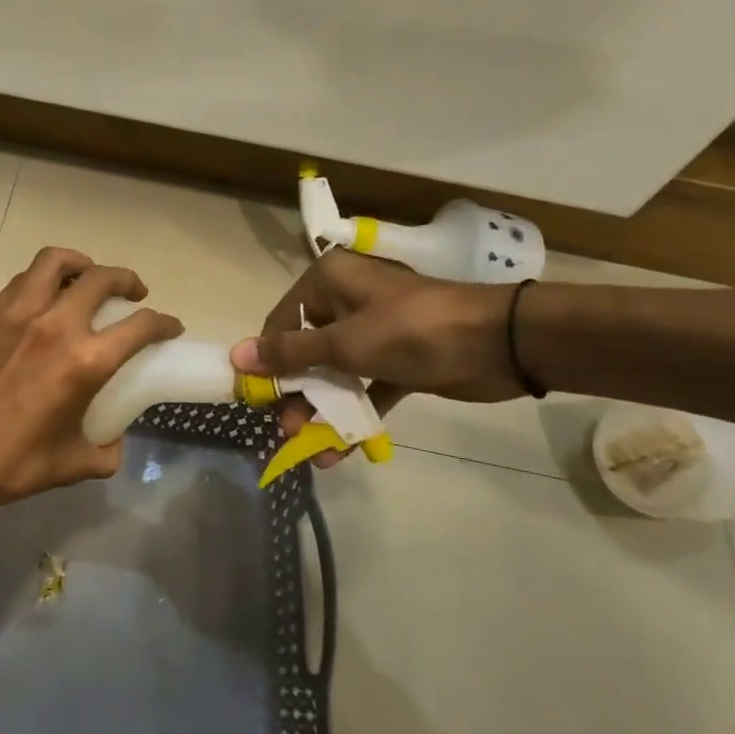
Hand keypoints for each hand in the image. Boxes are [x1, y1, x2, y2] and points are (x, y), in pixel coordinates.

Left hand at [0, 247, 182, 529]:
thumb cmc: (12, 465)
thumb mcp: (74, 464)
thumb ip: (106, 449)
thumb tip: (114, 438)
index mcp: (84, 362)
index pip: (140, 325)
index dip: (164, 322)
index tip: (170, 326)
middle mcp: (55, 326)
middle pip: (102, 278)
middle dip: (127, 279)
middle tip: (134, 293)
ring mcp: (17, 314)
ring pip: (56, 262)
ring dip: (82, 264)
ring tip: (87, 279)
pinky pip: (24, 281)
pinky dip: (44, 281)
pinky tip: (45, 302)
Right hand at [230, 250, 518, 462]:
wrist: (499, 345)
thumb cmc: (412, 332)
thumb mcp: (344, 343)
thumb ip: (290, 354)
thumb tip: (236, 355)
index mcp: (329, 282)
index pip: (283, 321)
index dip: (268, 360)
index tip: (258, 397)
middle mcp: (346, 302)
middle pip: (306, 350)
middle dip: (295, 392)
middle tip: (283, 428)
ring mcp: (374, 333)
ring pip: (335, 373)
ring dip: (321, 409)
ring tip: (305, 446)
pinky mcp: (397, 361)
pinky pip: (364, 388)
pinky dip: (353, 415)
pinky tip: (337, 451)